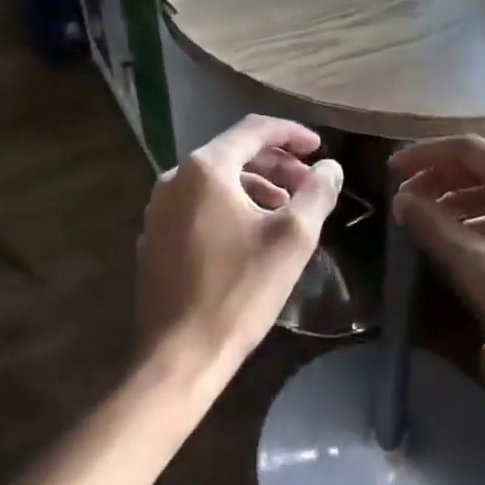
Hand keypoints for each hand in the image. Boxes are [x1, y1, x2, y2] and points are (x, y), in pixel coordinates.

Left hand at [136, 116, 343, 392]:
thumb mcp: (292, 238)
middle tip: (309, 184)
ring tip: (286, 211)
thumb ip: (316, 193)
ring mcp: (158, 209)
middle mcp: (175, 178)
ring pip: (215, 182)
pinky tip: (251, 235)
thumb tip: (330, 168)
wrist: (179, 354)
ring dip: (255, 187)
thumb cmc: (239, 290)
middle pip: (233, 153)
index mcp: (205, 168)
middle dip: (276, 164)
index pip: (254, 130)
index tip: (319, 148)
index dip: (292, 134)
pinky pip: (198, 206)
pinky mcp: (154, 237)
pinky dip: (229, 207)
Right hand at [391, 136, 484, 409]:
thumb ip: (436, 227)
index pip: (469, 149)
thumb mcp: (481, 267)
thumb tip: (401, 199)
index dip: (426, 154)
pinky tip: (465, 239)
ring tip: (428, 220)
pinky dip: (484, 217)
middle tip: (405, 199)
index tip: (392, 170)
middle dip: (441, 178)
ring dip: (460, 199)